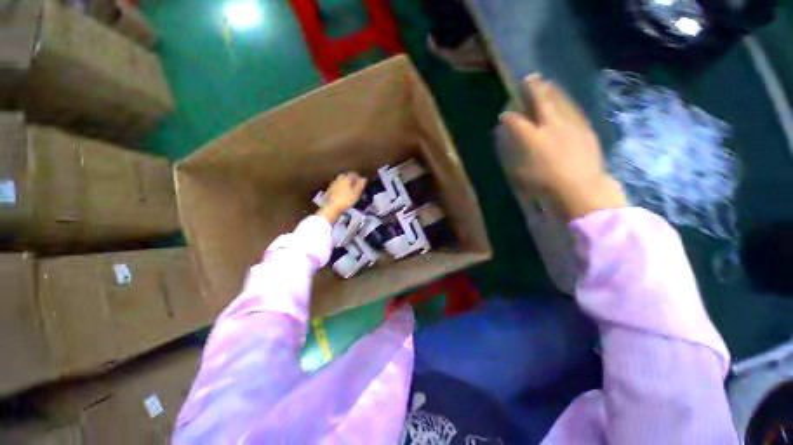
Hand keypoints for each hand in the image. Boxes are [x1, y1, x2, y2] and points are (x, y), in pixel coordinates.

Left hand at [316, 173, 365, 223]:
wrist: (331, 207)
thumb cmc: (345, 199)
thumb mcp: (356, 192)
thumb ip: (361, 185)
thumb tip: (364, 179)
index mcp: (345, 178)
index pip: (354, 174)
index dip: (359, 178)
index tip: (362, 182)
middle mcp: (338, 179)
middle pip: (347, 176)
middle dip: (352, 180)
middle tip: (357, 186)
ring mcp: (333, 184)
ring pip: (342, 181)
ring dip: (347, 184)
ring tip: (351, 191)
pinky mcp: (330, 191)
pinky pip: (338, 187)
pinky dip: (342, 189)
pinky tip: (344, 195)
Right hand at [500, 74, 626, 219]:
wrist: (581, 188)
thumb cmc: (545, 184)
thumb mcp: (520, 172)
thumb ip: (512, 153)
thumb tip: (505, 138)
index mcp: (532, 138)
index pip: (516, 121)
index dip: (508, 116)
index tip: (503, 115)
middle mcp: (551, 125)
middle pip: (541, 101)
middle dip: (532, 89)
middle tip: (528, 78)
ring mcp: (570, 124)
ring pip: (560, 101)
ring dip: (551, 90)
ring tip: (546, 82)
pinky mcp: (585, 129)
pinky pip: (573, 110)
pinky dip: (566, 102)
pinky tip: (564, 100)